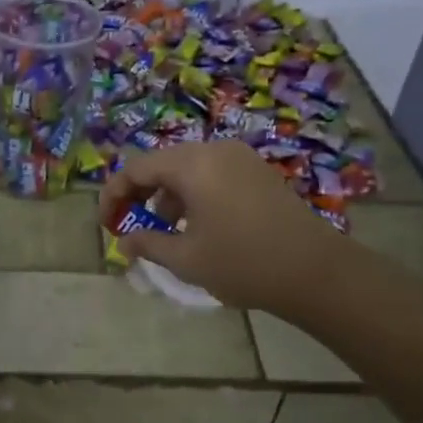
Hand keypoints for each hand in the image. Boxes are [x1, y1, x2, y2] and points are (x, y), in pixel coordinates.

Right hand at [98, 141, 344, 314]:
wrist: (316, 271)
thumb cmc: (243, 263)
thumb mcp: (186, 259)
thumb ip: (148, 244)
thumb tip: (125, 241)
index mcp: (192, 164)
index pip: (136, 168)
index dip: (113, 195)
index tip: (107, 225)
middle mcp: (215, 150)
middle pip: (162, 164)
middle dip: (140, 195)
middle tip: (131, 227)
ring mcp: (241, 159)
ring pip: (188, 169)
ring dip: (167, 197)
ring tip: (165, 232)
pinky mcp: (258, 173)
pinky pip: (212, 174)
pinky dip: (194, 195)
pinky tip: (198, 227)